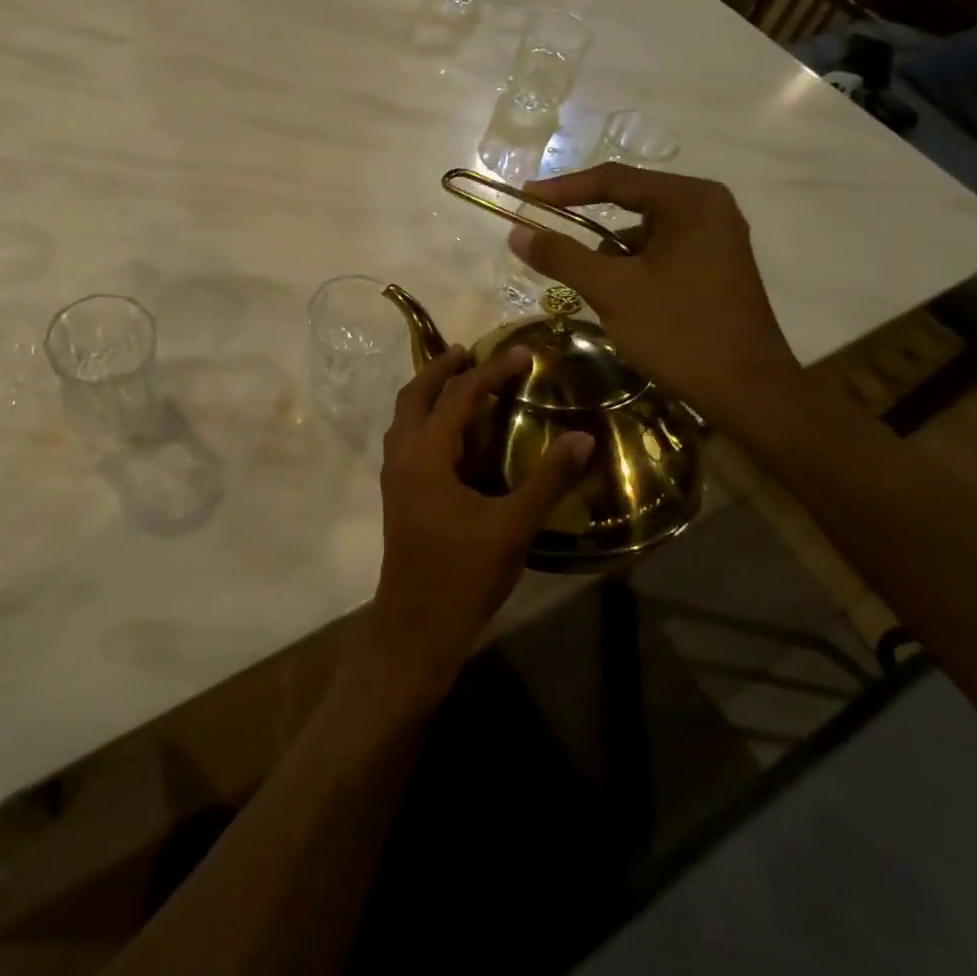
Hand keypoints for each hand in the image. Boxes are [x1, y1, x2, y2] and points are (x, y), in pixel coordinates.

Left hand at [356, 346, 593, 704]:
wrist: (417, 623)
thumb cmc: (464, 573)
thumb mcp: (513, 526)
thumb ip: (547, 480)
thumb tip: (582, 438)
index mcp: (426, 454)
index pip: (458, 395)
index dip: (491, 371)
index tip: (522, 355)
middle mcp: (402, 455)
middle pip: (415, 395)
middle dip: (441, 368)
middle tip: (469, 351)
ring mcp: (393, 474)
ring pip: (403, 416)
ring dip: (427, 392)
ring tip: (457, 380)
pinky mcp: (396, 492)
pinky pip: (404, 437)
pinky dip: (423, 418)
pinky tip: (449, 433)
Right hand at [507, 164, 801, 424]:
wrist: (747, 392)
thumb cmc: (679, 332)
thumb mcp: (612, 291)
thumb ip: (562, 257)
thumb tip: (517, 232)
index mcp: (690, 200)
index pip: (614, 179)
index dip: (563, 188)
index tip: (524, 197)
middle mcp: (708, 208)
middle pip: (629, 203)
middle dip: (585, 225)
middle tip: (543, 234)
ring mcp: (715, 239)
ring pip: (641, 234)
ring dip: (609, 255)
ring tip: (587, 286)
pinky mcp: (715, 267)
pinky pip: (659, 253)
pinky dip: (632, 269)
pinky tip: (619, 301)